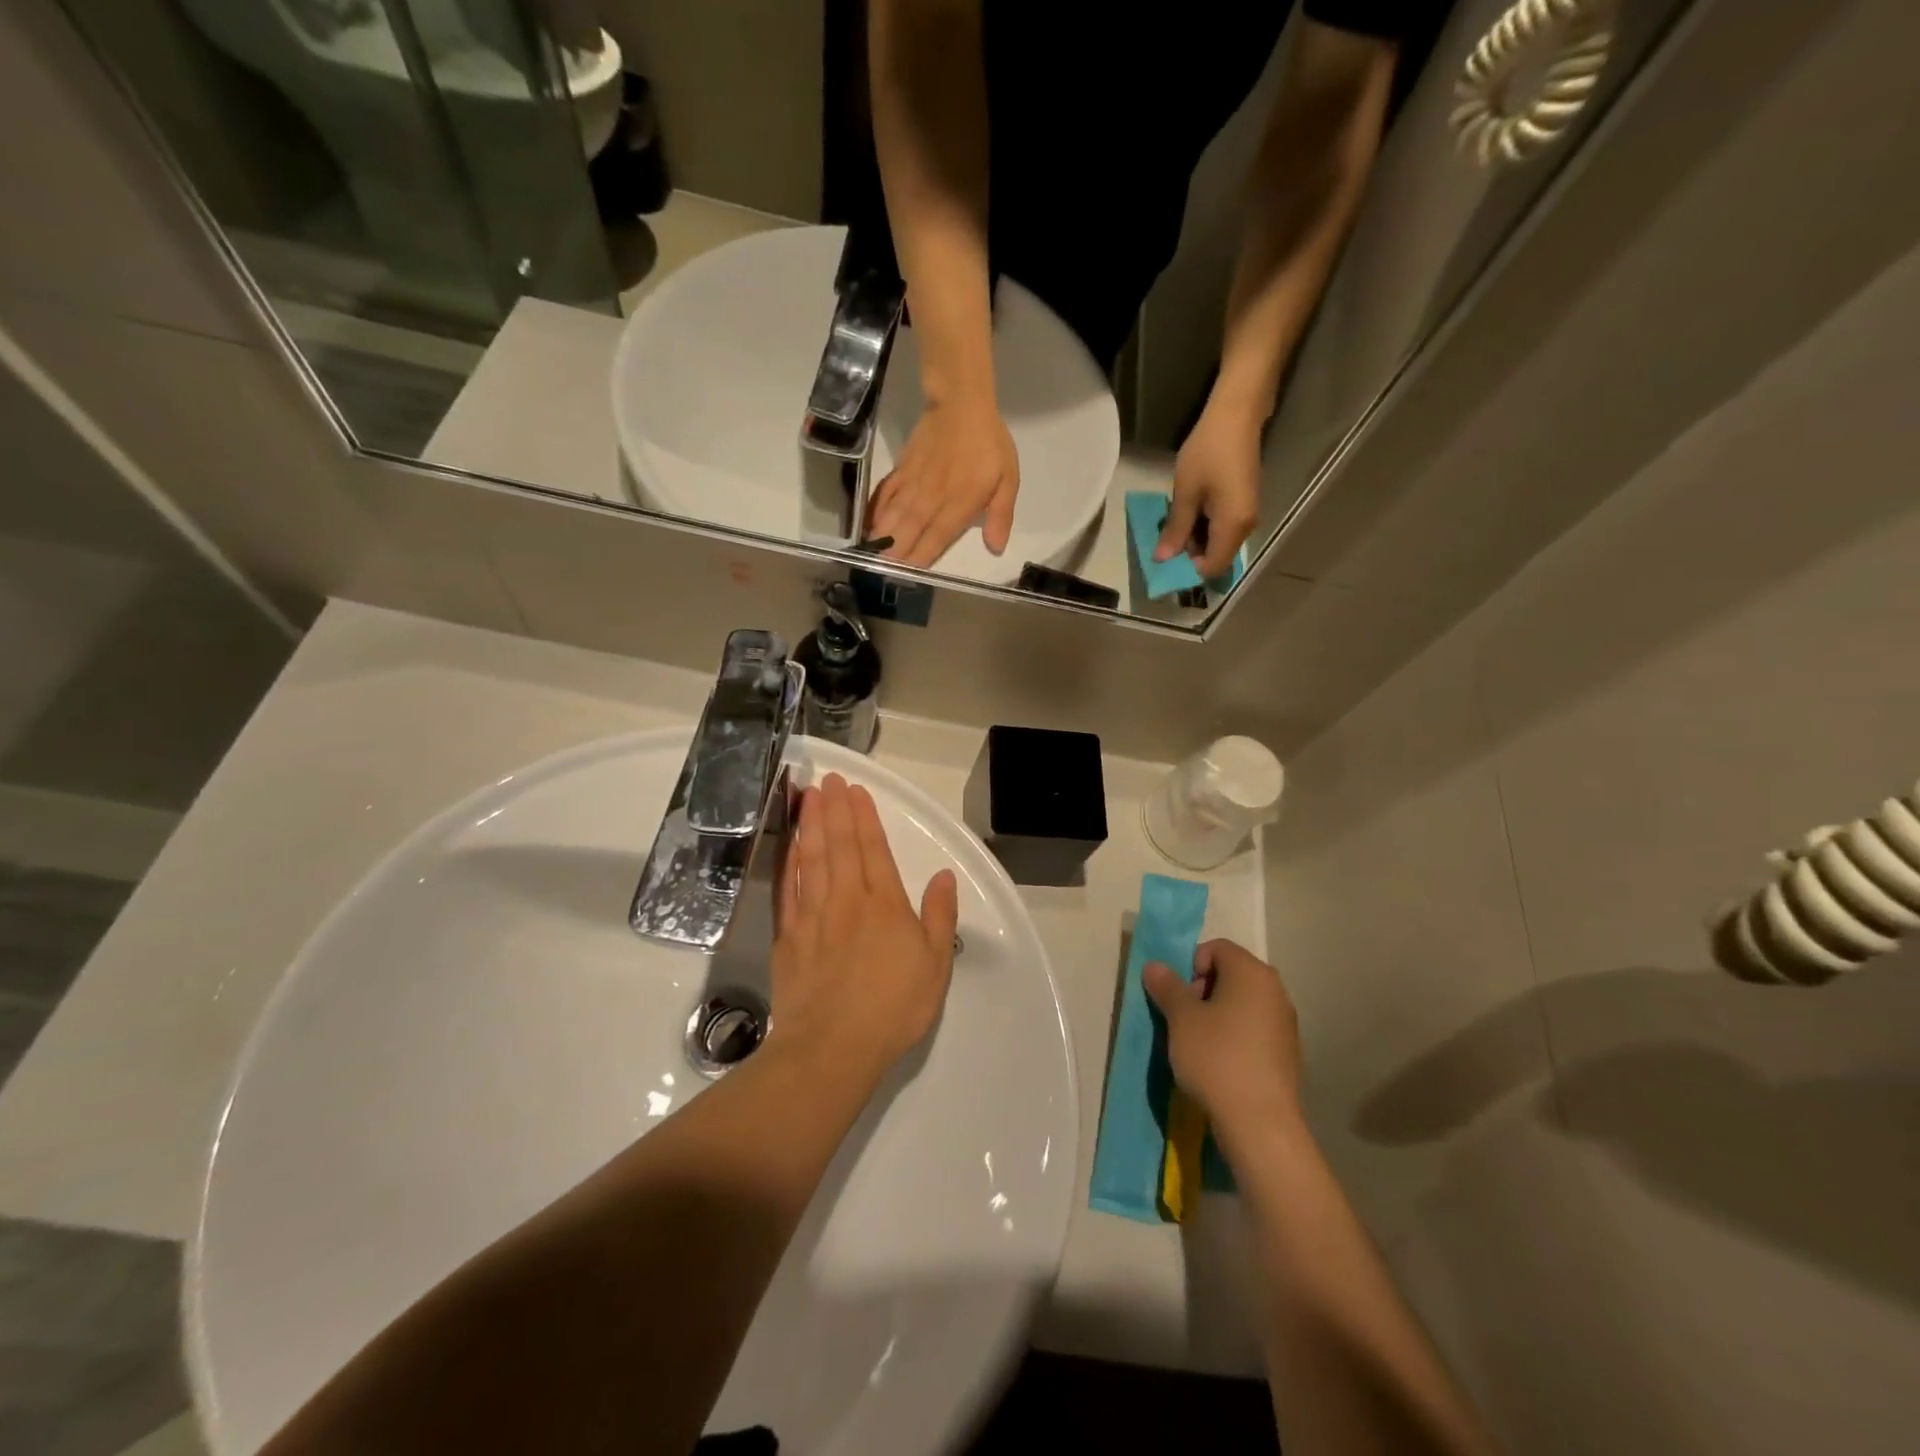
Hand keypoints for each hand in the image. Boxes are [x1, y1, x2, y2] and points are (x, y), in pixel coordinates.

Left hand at [770, 773, 959, 1091]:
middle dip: (835, 809)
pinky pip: (789, 888)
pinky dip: (789, 862)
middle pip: (839, 845)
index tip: (856, 791)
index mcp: (885, 904)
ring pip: (811, 859)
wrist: (832, 1047)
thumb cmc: (893, 1007)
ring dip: (811, 825)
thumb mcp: (935, 965)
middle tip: (829, 780)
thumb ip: (939, 916)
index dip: (865, 817)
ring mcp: (813, 916)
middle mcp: (847, 899)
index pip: (873, 849)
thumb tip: (943, 877)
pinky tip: (790, 846)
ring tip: (808, 797)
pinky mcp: (789, 936)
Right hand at [869, 396, 1019, 567]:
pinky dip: (876, 509)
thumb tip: (996, 547)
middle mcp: (933, 497)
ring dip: (882, 535)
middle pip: (911, 529)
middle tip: (881, 571)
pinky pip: (887, 493)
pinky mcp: (903, 470)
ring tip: (870, 553)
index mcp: (960, 503)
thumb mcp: (1008, 479)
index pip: (939, 535)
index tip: (909, 572)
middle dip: (896, 551)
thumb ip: (1001, 514)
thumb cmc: (989, 444)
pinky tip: (868, 523)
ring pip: (895, 513)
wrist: (961, 403)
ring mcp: (914, 483)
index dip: (923, 555)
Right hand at [1143, 939, 1300, 1140]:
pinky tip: (1219, 1064)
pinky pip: (1253, 1030)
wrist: (1260, 1123)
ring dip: (1216, 1015)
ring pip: (1241, 1004)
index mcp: (1252, 972)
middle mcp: (1275, 990)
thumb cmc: (1216, 1057)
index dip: (1190, 966)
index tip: (1178, 998)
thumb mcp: (1181, 1018)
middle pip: (1230, 974)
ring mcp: (1285, 1023)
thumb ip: (1167, 986)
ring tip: (1197, 1044)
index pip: (1216, 948)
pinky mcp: (1287, 1053)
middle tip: (1184, 1020)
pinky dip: (1234, 1036)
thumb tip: (1155, 966)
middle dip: (1201, 990)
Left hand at [1157, 406, 1261, 579]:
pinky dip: (1204, 526)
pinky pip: (1223, 527)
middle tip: (1165, 537)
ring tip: (1174, 521)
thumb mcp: (1186, 494)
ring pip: (1218, 542)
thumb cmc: (1208, 452)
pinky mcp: (1244, 504)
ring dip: (1195, 538)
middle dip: (1190, 554)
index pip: (1212, 567)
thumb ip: (1176, 530)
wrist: (1237, 415)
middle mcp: (1246, 527)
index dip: (1188, 570)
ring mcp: (1247, 515)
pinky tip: (1188, 510)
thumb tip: (1163, 559)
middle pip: (1216, 556)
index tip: (1166, 560)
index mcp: (1233, 527)